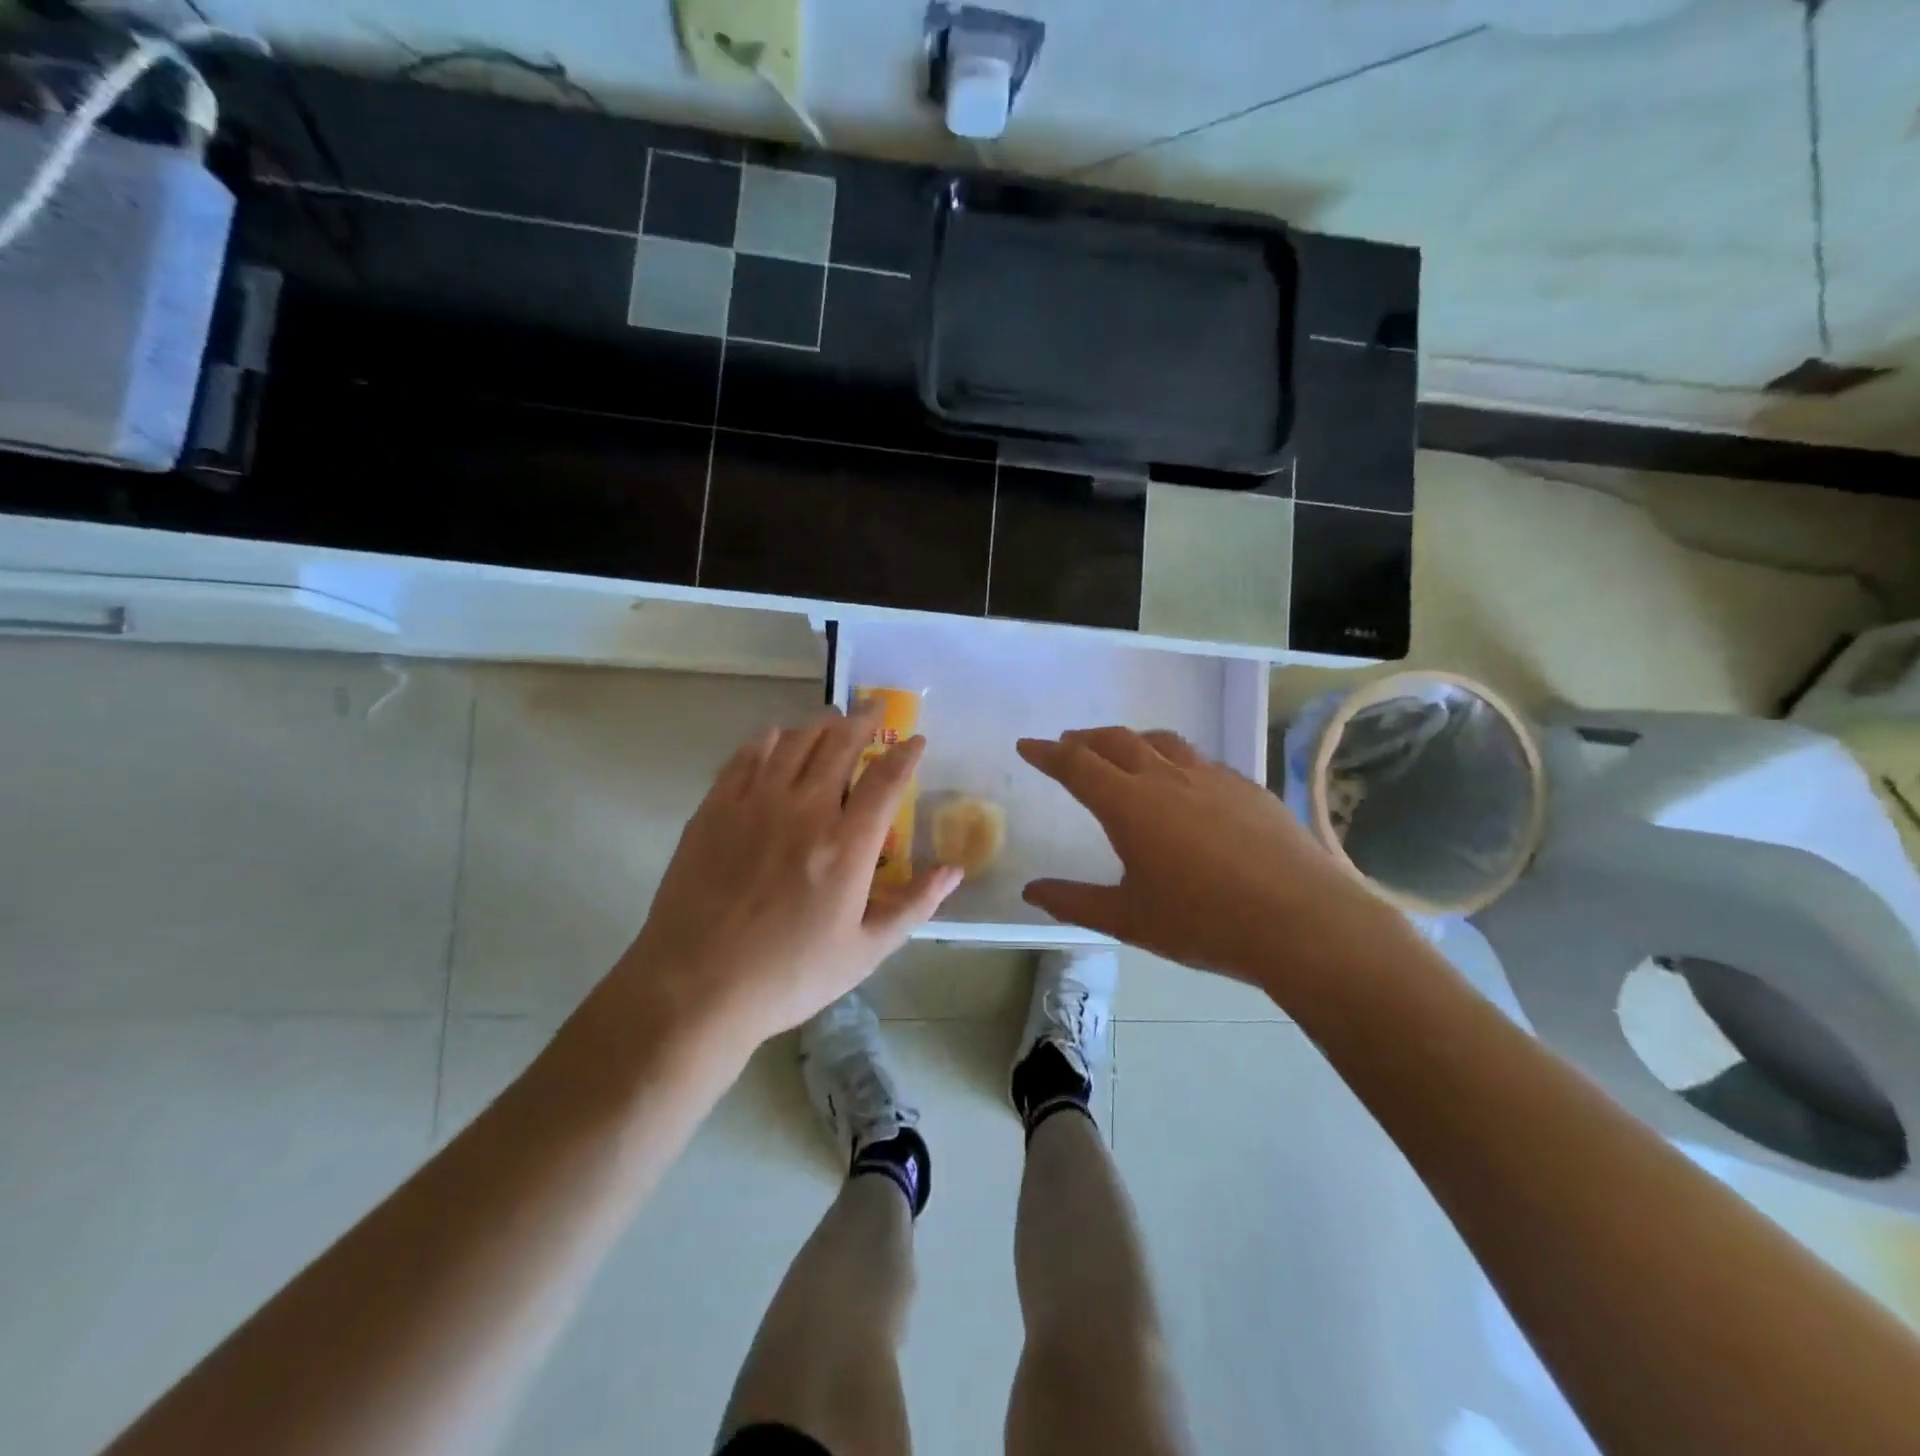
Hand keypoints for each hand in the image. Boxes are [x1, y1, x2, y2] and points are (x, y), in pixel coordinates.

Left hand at [618, 704, 961, 1055]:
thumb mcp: (865, 952)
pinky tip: (775, 737)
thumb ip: (913, 905)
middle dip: (863, 721)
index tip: (916, 740)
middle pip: (838, 745)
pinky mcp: (715, 809)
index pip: (886, 780)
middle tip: (874, 708)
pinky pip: (746, 756)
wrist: (695, 987)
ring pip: (793, 742)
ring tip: (831, 718)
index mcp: (846, 845)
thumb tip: (955, 871)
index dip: (906, 754)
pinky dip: (767, 739)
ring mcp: (754, 804)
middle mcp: (803, 810)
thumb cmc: (789, 976)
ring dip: (818, 724)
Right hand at [1017, 727, 1403, 992]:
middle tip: (1068, 744)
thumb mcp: (1129, 919)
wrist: (1301, 921)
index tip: (1028, 745)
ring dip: (1131, 741)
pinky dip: (1174, 759)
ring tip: (1121, 751)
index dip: (1047, 753)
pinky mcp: (1247, 787)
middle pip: (1116, 741)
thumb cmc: (1204, 922)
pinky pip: (1199, 760)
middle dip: (1086, 739)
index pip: (1076, 765)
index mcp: (1129, 805)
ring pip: (1161, 742)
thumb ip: (1075, 902)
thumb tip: (1031, 891)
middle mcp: (1166, 778)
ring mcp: (1212, 778)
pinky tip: (1183, 782)